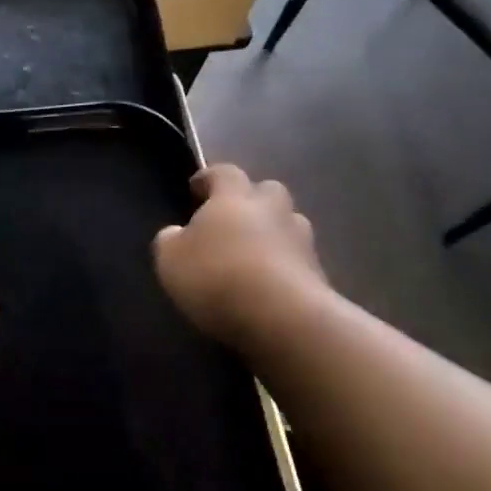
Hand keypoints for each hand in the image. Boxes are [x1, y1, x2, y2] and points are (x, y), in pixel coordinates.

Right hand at [152, 164, 333, 348]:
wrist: (283, 318)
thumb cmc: (217, 277)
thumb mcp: (170, 259)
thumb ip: (170, 240)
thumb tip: (176, 234)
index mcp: (234, 197)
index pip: (223, 172)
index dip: (209, 178)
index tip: (196, 190)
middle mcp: (272, 209)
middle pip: (266, 191)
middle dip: (251, 201)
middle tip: (232, 221)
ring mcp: (302, 241)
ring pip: (289, 225)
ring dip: (273, 234)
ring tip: (253, 256)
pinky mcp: (319, 274)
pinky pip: (298, 261)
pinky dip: (285, 267)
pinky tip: (269, 287)